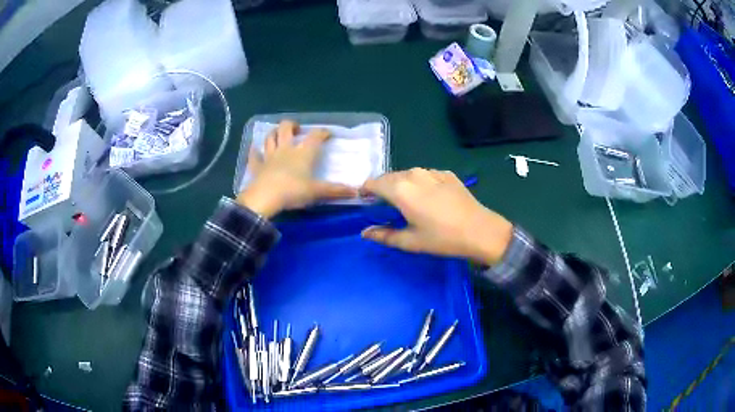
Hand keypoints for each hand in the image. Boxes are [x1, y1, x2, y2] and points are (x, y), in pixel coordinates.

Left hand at [236, 120, 357, 217]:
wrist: (265, 198)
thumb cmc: (293, 191)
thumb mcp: (317, 192)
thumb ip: (335, 191)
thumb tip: (356, 192)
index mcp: (302, 153)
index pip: (315, 137)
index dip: (322, 132)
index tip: (328, 133)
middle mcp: (285, 149)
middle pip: (286, 128)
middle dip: (292, 125)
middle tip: (297, 130)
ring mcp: (269, 156)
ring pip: (270, 137)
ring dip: (274, 133)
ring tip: (278, 134)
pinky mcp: (257, 166)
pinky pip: (254, 156)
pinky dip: (254, 151)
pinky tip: (254, 149)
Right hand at [361, 168, 512, 265]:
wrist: (480, 230)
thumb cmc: (442, 238)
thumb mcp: (410, 241)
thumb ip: (384, 235)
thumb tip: (365, 232)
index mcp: (401, 190)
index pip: (373, 183)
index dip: (365, 190)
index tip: (364, 200)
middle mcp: (414, 174)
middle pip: (390, 177)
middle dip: (383, 188)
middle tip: (383, 204)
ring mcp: (432, 172)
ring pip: (408, 174)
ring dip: (401, 184)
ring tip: (406, 201)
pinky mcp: (446, 174)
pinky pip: (425, 175)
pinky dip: (420, 183)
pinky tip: (428, 198)